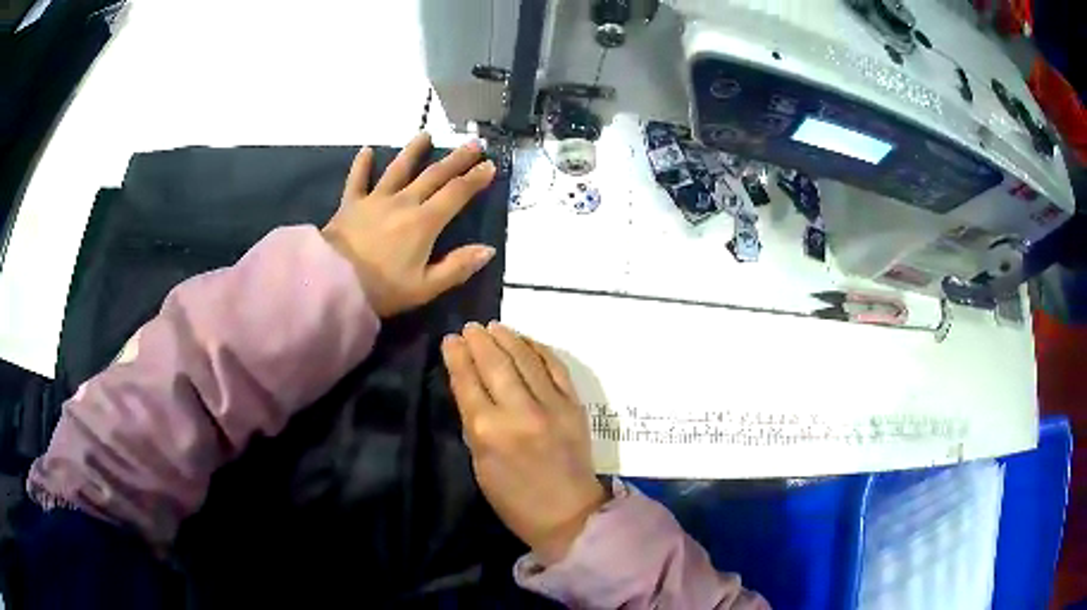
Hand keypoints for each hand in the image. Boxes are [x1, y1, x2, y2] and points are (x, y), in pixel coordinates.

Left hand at [323, 133, 496, 316]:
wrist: (332, 283)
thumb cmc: (381, 289)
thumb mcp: (425, 287)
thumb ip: (457, 267)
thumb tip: (488, 249)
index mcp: (424, 222)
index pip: (456, 194)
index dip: (475, 179)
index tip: (490, 165)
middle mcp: (403, 202)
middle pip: (434, 175)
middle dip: (456, 159)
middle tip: (474, 144)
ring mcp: (375, 199)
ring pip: (398, 169)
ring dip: (414, 150)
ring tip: (426, 135)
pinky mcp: (351, 204)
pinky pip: (357, 179)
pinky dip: (362, 164)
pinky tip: (367, 150)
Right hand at [442, 321, 605, 564]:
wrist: (568, 513)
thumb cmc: (515, 499)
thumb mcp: (480, 465)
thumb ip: (474, 423)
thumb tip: (470, 386)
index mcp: (488, 431)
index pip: (468, 382)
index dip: (457, 357)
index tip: (450, 340)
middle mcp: (519, 411)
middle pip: (495, 363)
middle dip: (479, 341)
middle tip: (470, 327)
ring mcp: (551, 405)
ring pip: (525, 358)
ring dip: (507, 338)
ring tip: (493, 326)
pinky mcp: (573, 404)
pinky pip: (554, 367)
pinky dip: (538, 349)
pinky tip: (526, 341)